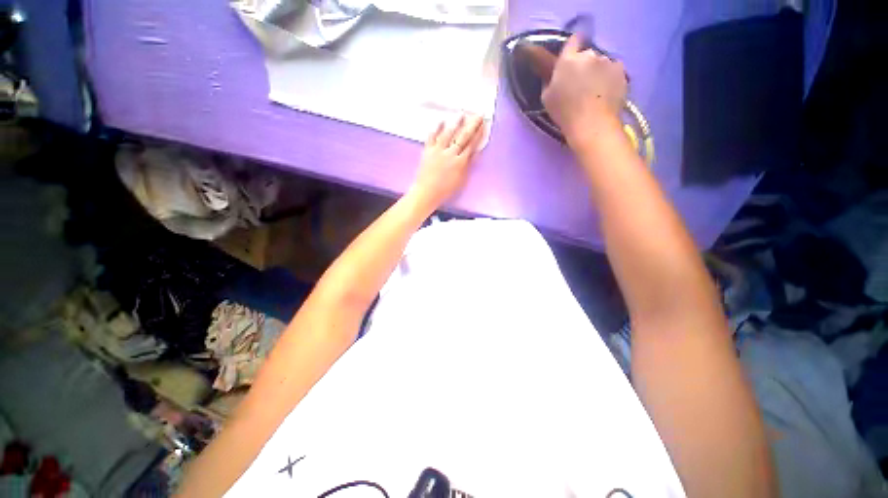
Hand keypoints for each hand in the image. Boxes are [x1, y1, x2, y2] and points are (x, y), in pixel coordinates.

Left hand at [409, 114, 484, 209]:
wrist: (426, 192)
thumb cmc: (445, 190)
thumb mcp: (461, 180)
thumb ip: (468, 165)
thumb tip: (476, 153)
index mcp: (460, 162)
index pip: (471, 145)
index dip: (478, 134)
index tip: (484, 125)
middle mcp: (450, 153)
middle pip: (463, 136)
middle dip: (472, 125)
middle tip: (478, 114)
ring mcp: (438, 151)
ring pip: (448, 133)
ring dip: (456, 123)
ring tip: (462, 114)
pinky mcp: (427, 151)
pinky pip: (432, 137)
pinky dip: (436, 128)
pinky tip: (441, 121)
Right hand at [542, 35, 626, 142]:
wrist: (591, 123)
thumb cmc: (564, 113)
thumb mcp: (546, 98)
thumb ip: (551, 81)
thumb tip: (556, 76)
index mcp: (568, 60)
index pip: (572, 41)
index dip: (573, 46)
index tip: (572, 55)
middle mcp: (589, 55)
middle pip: (587, 55)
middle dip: (584, 65)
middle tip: (581, 84)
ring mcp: (607, 61)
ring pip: (601, 63)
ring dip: (598, 72)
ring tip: (595, 91)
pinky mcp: (621, 71)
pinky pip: (613, 71)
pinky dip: (610, 79)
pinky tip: (606, 93)